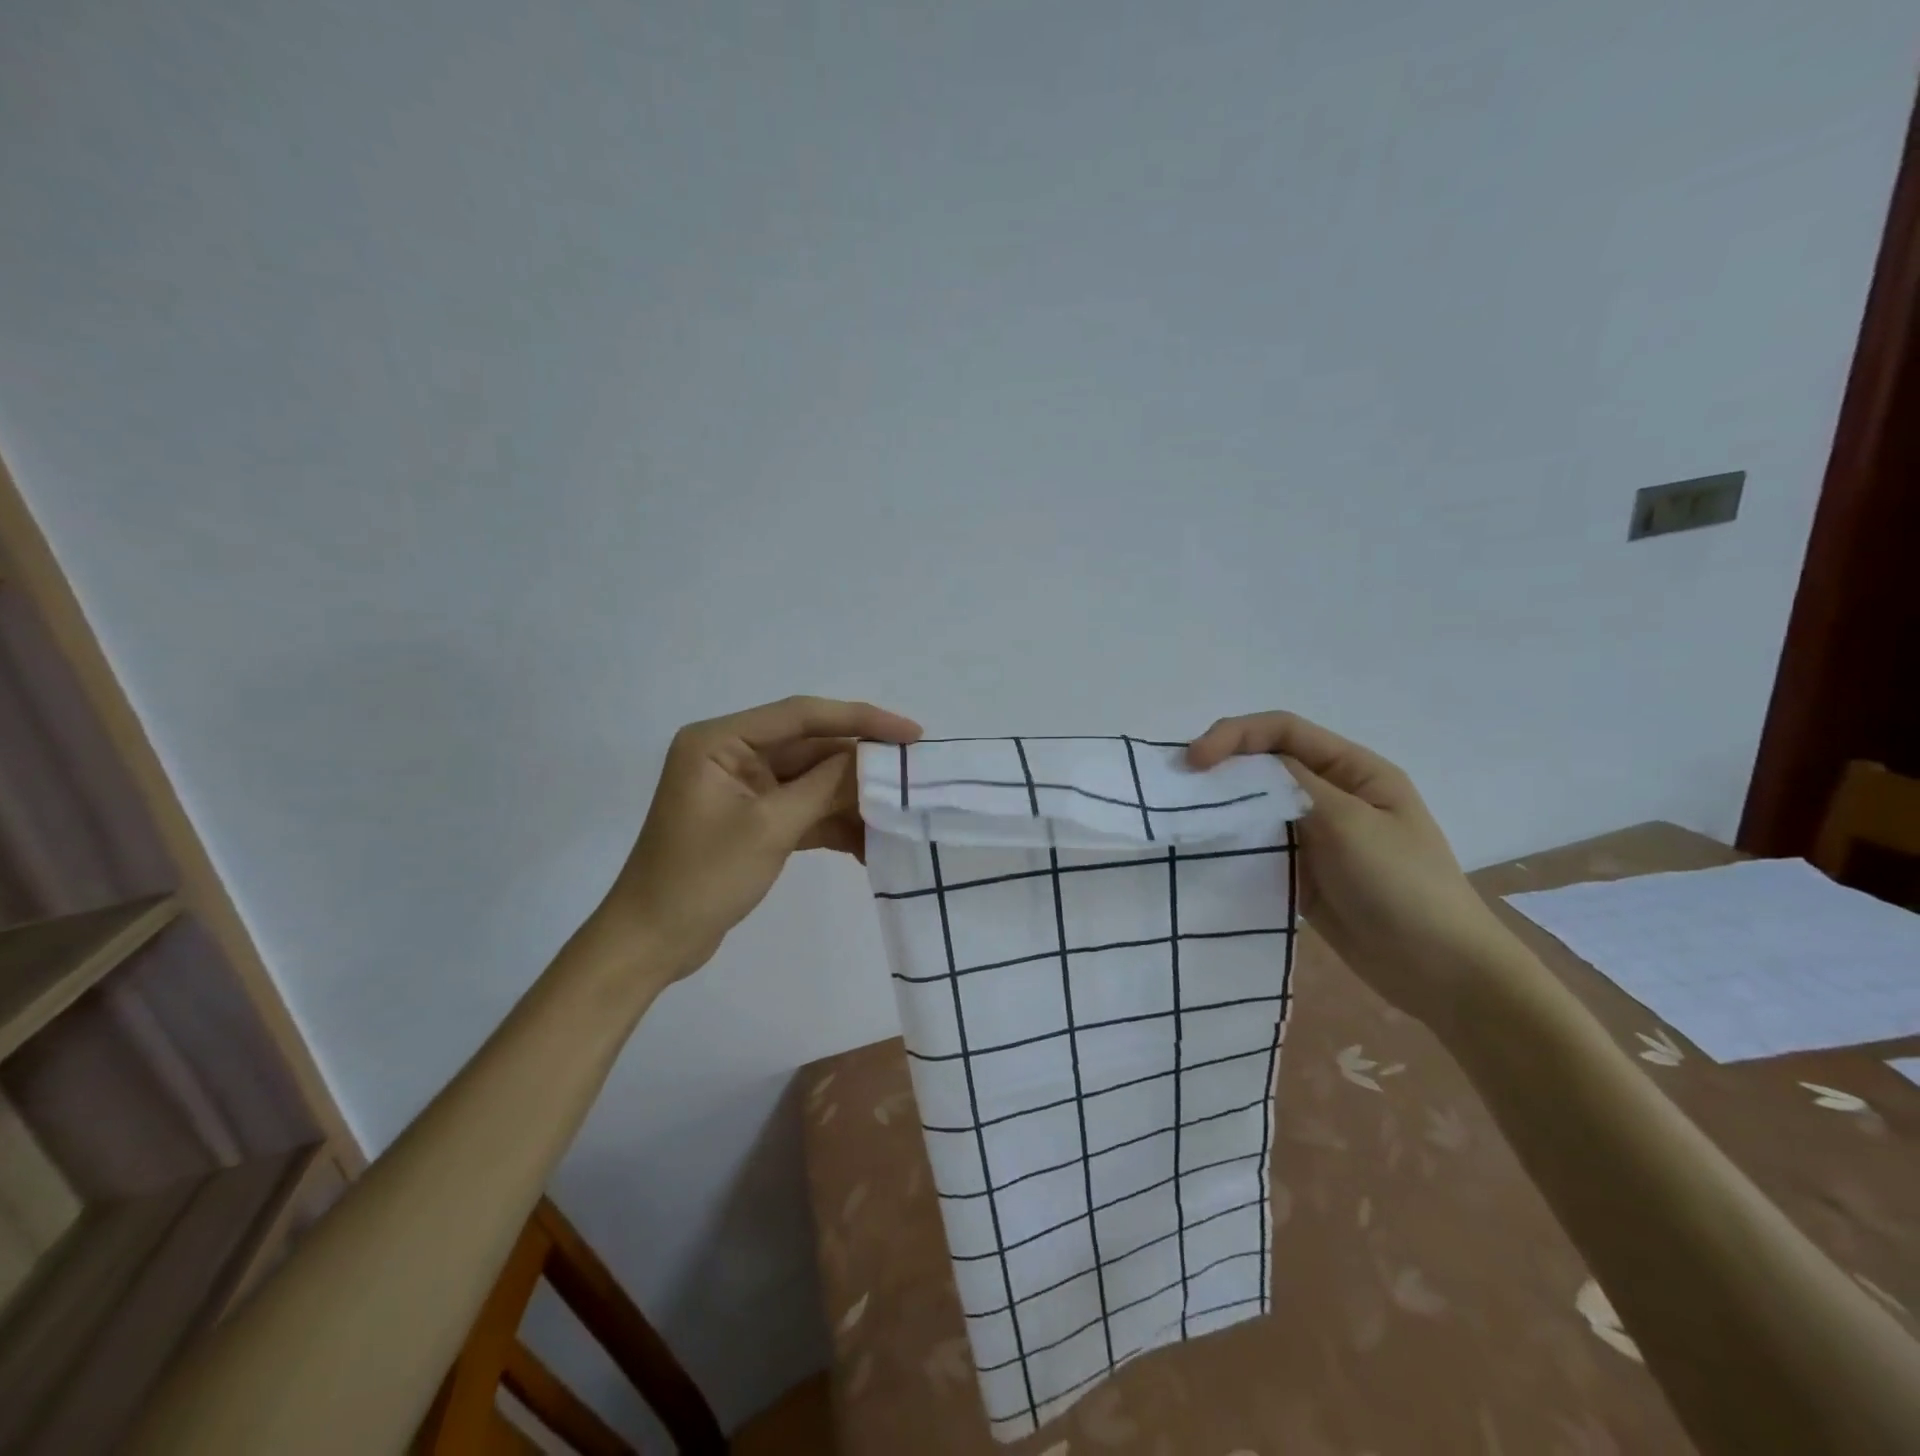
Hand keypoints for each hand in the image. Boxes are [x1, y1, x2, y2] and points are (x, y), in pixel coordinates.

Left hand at [593, 696, 920, 979]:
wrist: (653, 943)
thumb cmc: (702, 878)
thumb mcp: (770, 828)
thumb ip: (825, 787)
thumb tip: (874, 759)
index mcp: (721, 740)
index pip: (802, 715)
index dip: (860, 720)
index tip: (910, 734)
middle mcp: (732, 754)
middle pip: (811, 747)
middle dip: (860, 766)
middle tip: (914, 776)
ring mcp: (744, 788)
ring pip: (812, 781)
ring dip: (851, 800)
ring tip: (899, 816)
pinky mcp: (754, 818)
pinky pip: (803, 809)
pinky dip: (833, 824)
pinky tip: (870, 844)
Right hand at [1187, 711, 1516, 1030]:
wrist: (1438, 971)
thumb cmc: (1403, 886)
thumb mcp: (1350, 824)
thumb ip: (1294, 786)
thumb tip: (1241, 763)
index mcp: (1354, 769)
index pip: (1283, 731)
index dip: (1235, 735)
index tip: (1194, 761)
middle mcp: (1332, 793)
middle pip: (1265, 763)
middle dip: (1221, 766)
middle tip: (1176, 787)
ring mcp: (1315, 833)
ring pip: (1257, 804)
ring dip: (1222, 805)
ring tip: (1182, 816)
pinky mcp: (1301, 870)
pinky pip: (1259, 844)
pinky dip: (1232, 841)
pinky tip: (1206, 848)